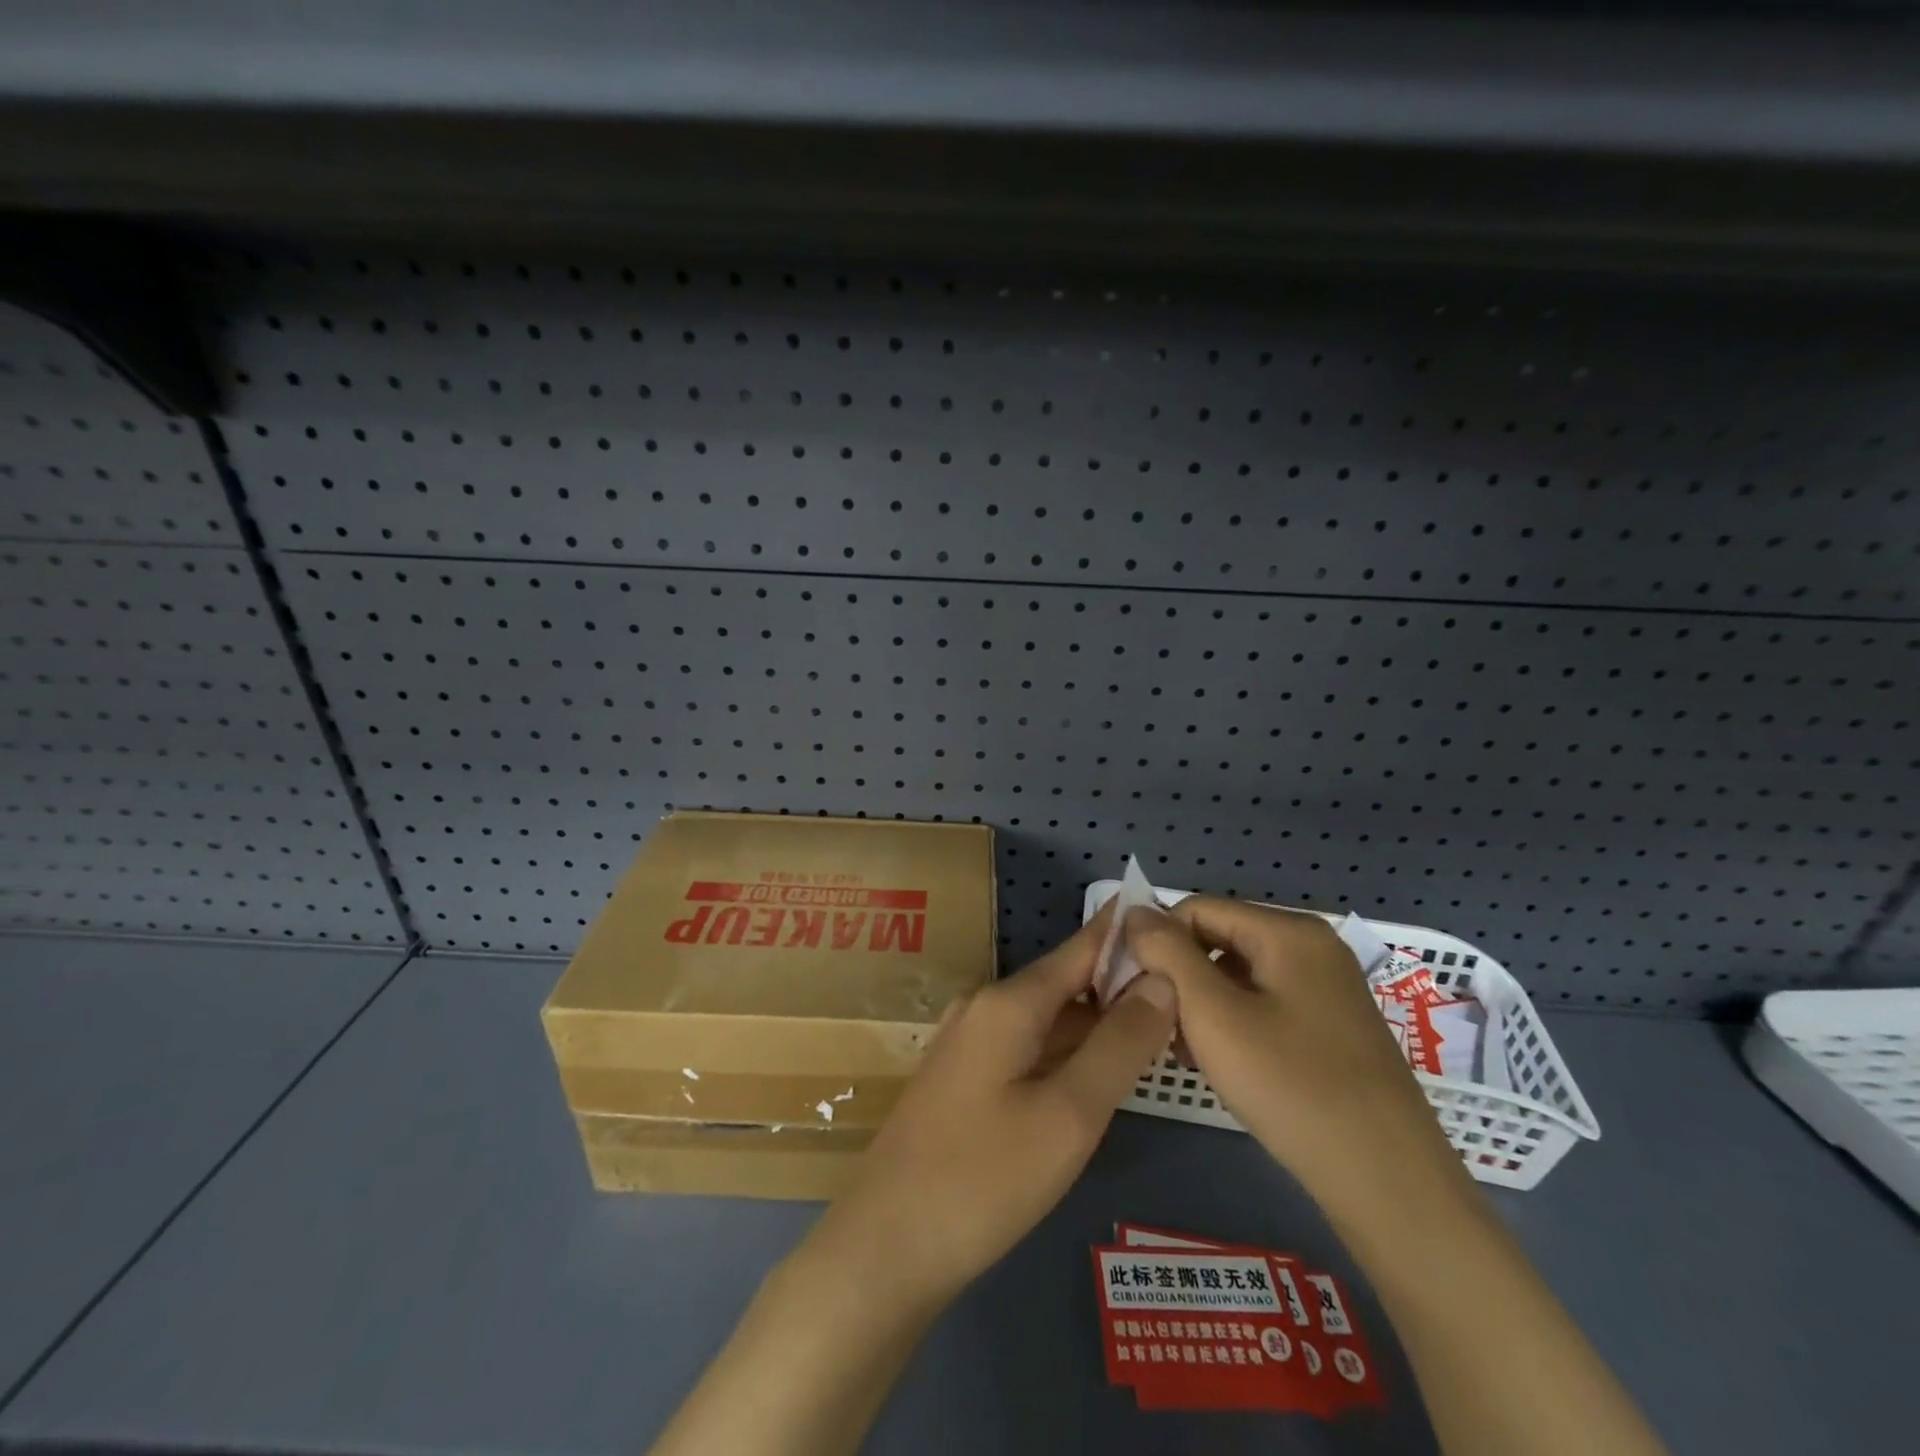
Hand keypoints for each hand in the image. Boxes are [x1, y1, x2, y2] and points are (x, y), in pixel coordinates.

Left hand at [801, 906, 1177, 1312]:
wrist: (886, 1246)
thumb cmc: (984, 1178)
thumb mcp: (1070, 1114)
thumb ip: (1119, 1045)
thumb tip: (1161, 980)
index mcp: (1008, 1002)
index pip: (1080, 948)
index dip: (1124, 933)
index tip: (1169, 918)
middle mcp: (985, 1008)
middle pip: (1066, 984)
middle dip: (1120, 988)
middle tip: (1185, 997)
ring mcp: (969, 1044)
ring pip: (1048, 1020)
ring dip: (1096, 1024)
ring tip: (1156, 1031)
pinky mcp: (963, 1080)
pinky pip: (1028, 1049)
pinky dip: (1068, 1053)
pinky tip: (1098, 1075)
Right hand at [1125, 897, 1467, 1220]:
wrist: (1388, 1182)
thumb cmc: (1292, 1087)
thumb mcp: (1213, 1014)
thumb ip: (1167, 954)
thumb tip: (1134, 911)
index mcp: (1289, 932)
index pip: (1197, 909)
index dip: (1158, 941)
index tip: (1136, 990)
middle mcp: (1312, 947)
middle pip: (1220, 939)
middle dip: (1181, 977)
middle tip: (1162, 1028)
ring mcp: (1328, 988)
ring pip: (1240, 975)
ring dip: (1203, 1005)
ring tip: (1188, 1053)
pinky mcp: (1333, 1025)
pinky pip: (1266, 1004)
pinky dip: (1234, 1024)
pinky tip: (1223, 1065)